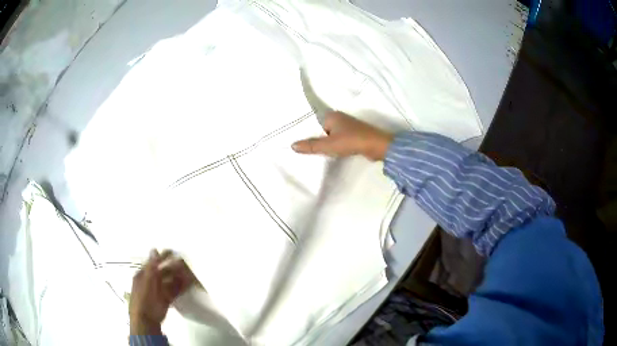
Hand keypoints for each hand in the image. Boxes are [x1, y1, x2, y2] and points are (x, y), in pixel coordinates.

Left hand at [129, 249, 198, 334]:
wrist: (146, 320)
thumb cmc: (144, 298)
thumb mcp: (147, 281)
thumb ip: (152, 266)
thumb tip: (155, 249)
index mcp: (143, 275)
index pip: (153, 263)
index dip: (162, 257)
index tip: (173, 252)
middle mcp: (150, 281)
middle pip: (162, 272)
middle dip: (173, 268)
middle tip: (185, 263)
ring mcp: (158, 291)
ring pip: (169, 282)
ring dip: (179, 278)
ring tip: (190, 273)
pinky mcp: (165, 300)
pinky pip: (174, 291)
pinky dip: (181, 288)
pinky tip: (189, 284)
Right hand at [292, 112, 392, 160]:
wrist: (377, 146)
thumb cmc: (352, 141)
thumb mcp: (328, 145)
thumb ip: (311, 146)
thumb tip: (292, 145)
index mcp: (331, 115)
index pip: (313, 122)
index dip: (305, 132)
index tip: (295, 141)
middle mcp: (339, 118)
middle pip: (321, 129)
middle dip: (314, 138)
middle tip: (302, 149)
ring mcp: (347, 127)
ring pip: (330, 135)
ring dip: (325, 143)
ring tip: (313, 153)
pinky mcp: (354, 135)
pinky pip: (338, 140)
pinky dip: (334, 146)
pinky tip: (329, 153)